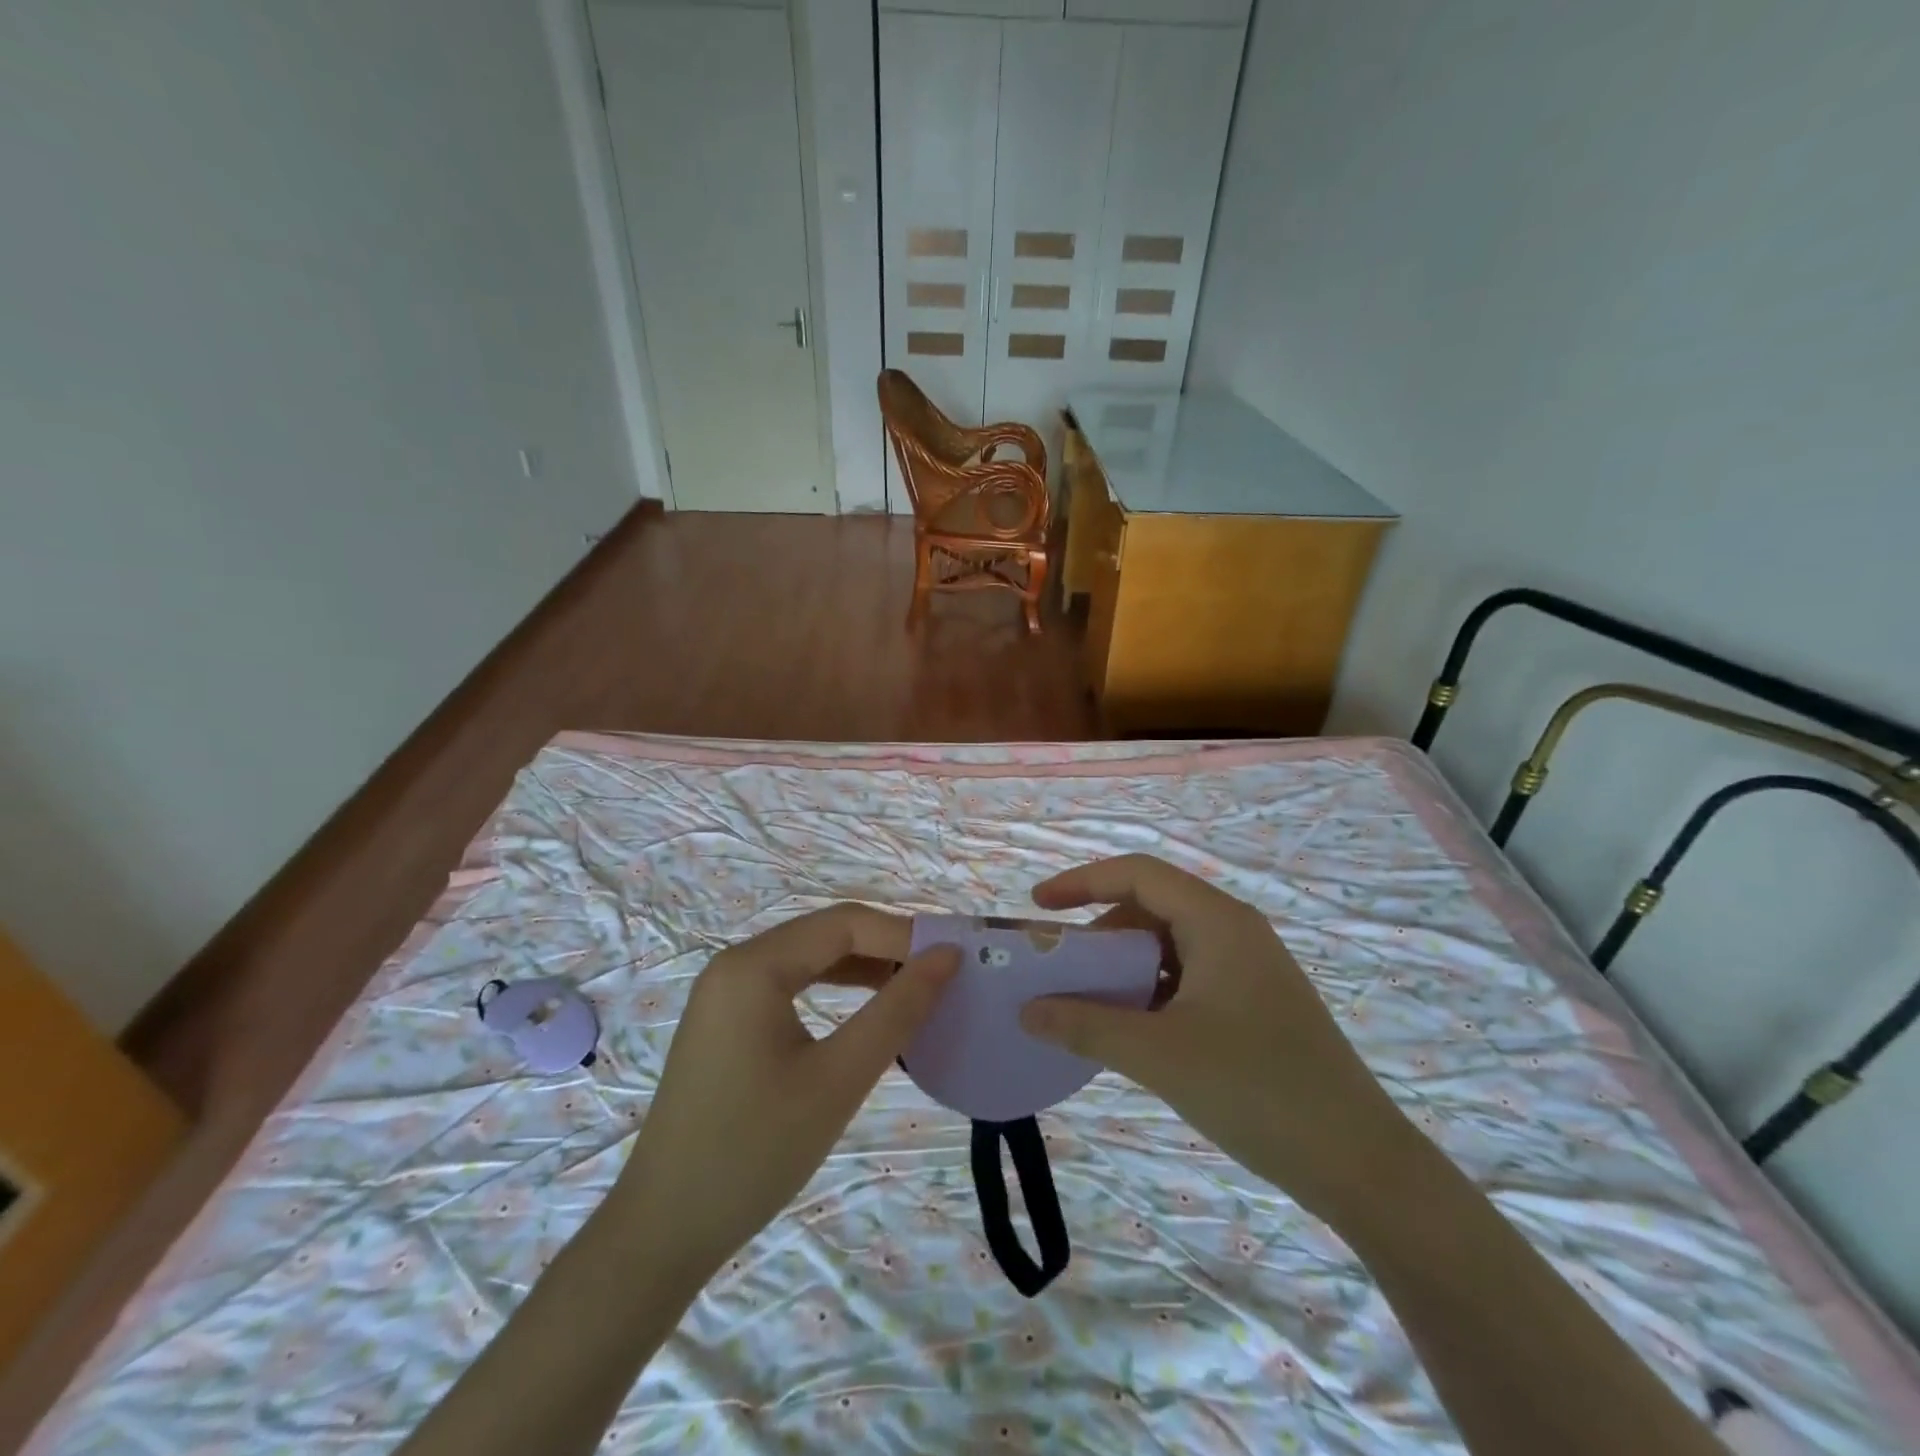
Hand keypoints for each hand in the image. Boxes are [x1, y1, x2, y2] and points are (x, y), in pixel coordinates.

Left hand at [613, 905, 958, 1276]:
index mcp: (754, 965)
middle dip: (887, 948)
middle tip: (943, 976)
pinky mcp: (727, 1021)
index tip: (956, 960)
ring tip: (916, 990)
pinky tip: (867, 1011)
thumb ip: (898, 1010)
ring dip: (864, 968)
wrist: (663, 1232)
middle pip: (827, 934)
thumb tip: (948, 957)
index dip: (904, 934)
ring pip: (811, 958)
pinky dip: (835, 990)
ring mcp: (726, 992)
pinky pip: (792, 985)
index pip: (845, 923)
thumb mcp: (839, 1078)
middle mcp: (736, 963)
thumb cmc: (755, 1151)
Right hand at [1019, 855, 1416, 1217]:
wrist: (1360, 1164)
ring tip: (1089, 1003)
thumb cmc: (1257, 1091)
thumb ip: (1086, 1027)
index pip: (1138, 873)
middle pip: (1152, 907)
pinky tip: (1132, 1029)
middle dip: (1100, 931)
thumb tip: (1027, 1011)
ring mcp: (1249, 967)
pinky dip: (1151, 990)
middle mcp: (1235, 931)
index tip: (1039, 906)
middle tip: (1061, 969)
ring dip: (1124, 965)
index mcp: (1217, 921)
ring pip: (1169, 944)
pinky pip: (1188, 976)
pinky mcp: (1255, 1002)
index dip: (1082, 881)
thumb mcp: (1159, 1056)